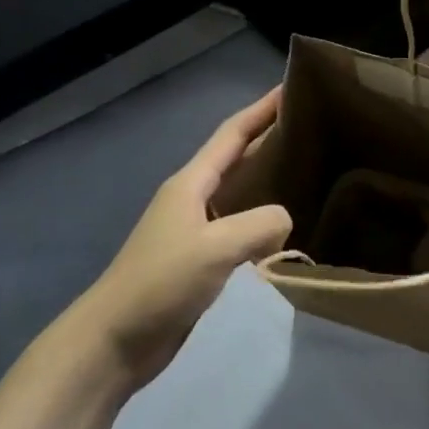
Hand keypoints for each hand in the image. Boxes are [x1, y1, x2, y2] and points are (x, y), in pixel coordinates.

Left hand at [82, 88, 291, 396]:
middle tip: (314, 128)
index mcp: (191, 184)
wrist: (114, 340)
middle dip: (270, 139)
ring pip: (240, 194)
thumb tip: (286, 220)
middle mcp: (192, 199)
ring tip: (310, 172)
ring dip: (269, 179)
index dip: (261, 110)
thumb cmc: (160, 284)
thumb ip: (260, 226)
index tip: (292, 87)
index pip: (232, 135)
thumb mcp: (215, 248)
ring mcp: (194, 231)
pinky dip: (263, 220)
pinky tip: (286, 228)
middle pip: (237, 158)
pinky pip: (240, 227)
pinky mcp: (199, 260)